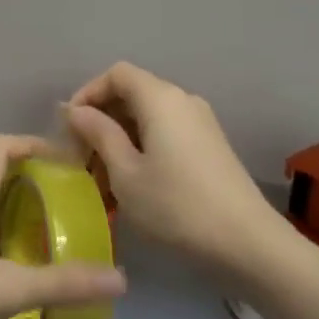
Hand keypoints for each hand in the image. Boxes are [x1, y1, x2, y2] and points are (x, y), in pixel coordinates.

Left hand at [0, 133, 126, 318]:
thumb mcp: (6, 289)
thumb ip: (60, 285)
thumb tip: (119, 279)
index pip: (0, 146)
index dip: (32, 142)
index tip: (65, 158)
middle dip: (20, 174)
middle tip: (52, 196)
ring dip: (3, 205)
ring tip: (35, 230)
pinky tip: (6, 268)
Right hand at [65, 61, 281, 281]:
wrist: (249, 244)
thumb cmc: (177, 206)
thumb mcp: (126, 173)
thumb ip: (99, 134)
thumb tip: (77, 110)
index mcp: (160, 98)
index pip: (116, 74)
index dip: (88, 92)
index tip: (70, 126)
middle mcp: (182, 100)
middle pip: (133, 93)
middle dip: (102, 119)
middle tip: (82, 156)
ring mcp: (201, 123)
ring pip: (149, 116)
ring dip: (121, 138)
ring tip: (103, 177)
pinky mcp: (211, 146)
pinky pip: (167, 133)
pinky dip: (144, 147)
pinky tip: (134, 183)